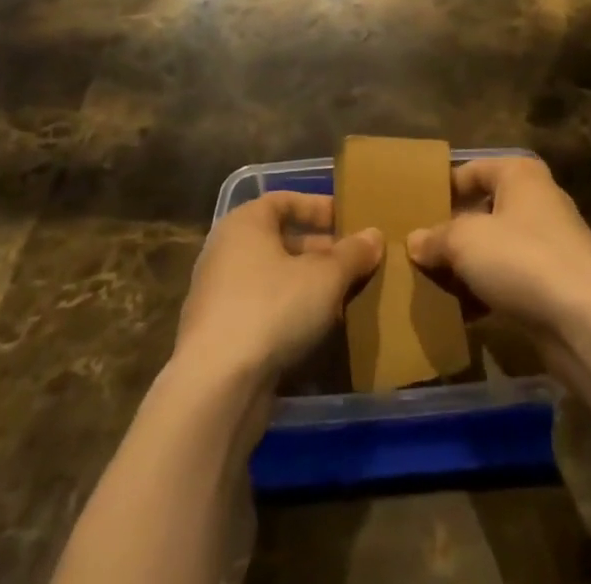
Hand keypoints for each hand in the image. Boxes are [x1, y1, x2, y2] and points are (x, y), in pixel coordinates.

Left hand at [175, 192, 381, 386]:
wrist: (216, 388)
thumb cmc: (272, 308)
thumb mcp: (326, 277)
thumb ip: (352, 253)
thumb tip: (374, 235)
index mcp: (245, 224)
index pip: (284, 201)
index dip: (318, 207)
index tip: (349, 220)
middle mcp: (226, 252)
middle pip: (280, 242)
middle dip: (319, 252)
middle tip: (353, 263)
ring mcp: (218, 297)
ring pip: (273, 280)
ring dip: (307, 287)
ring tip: (344, 299)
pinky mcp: (219, 338)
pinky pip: (262, 313)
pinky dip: (289, 317)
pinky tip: (318, 334)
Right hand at [406, 157, 590, 356]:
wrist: (587, 320)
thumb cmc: (521, 259)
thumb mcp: (465, 242)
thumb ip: (436, 238)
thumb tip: (414, 242)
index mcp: (520, 174)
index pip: (472, 170)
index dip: (443, 188)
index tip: (415, 211)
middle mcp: (538, 200)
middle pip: (485, 209)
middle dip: (454, 231)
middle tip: (420, 250)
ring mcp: (552, 243)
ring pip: (498, 247)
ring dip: (470, 266)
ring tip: (435, 284)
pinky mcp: (557, 284)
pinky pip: (512, 279)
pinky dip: (489, 291)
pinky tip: (464, 313)